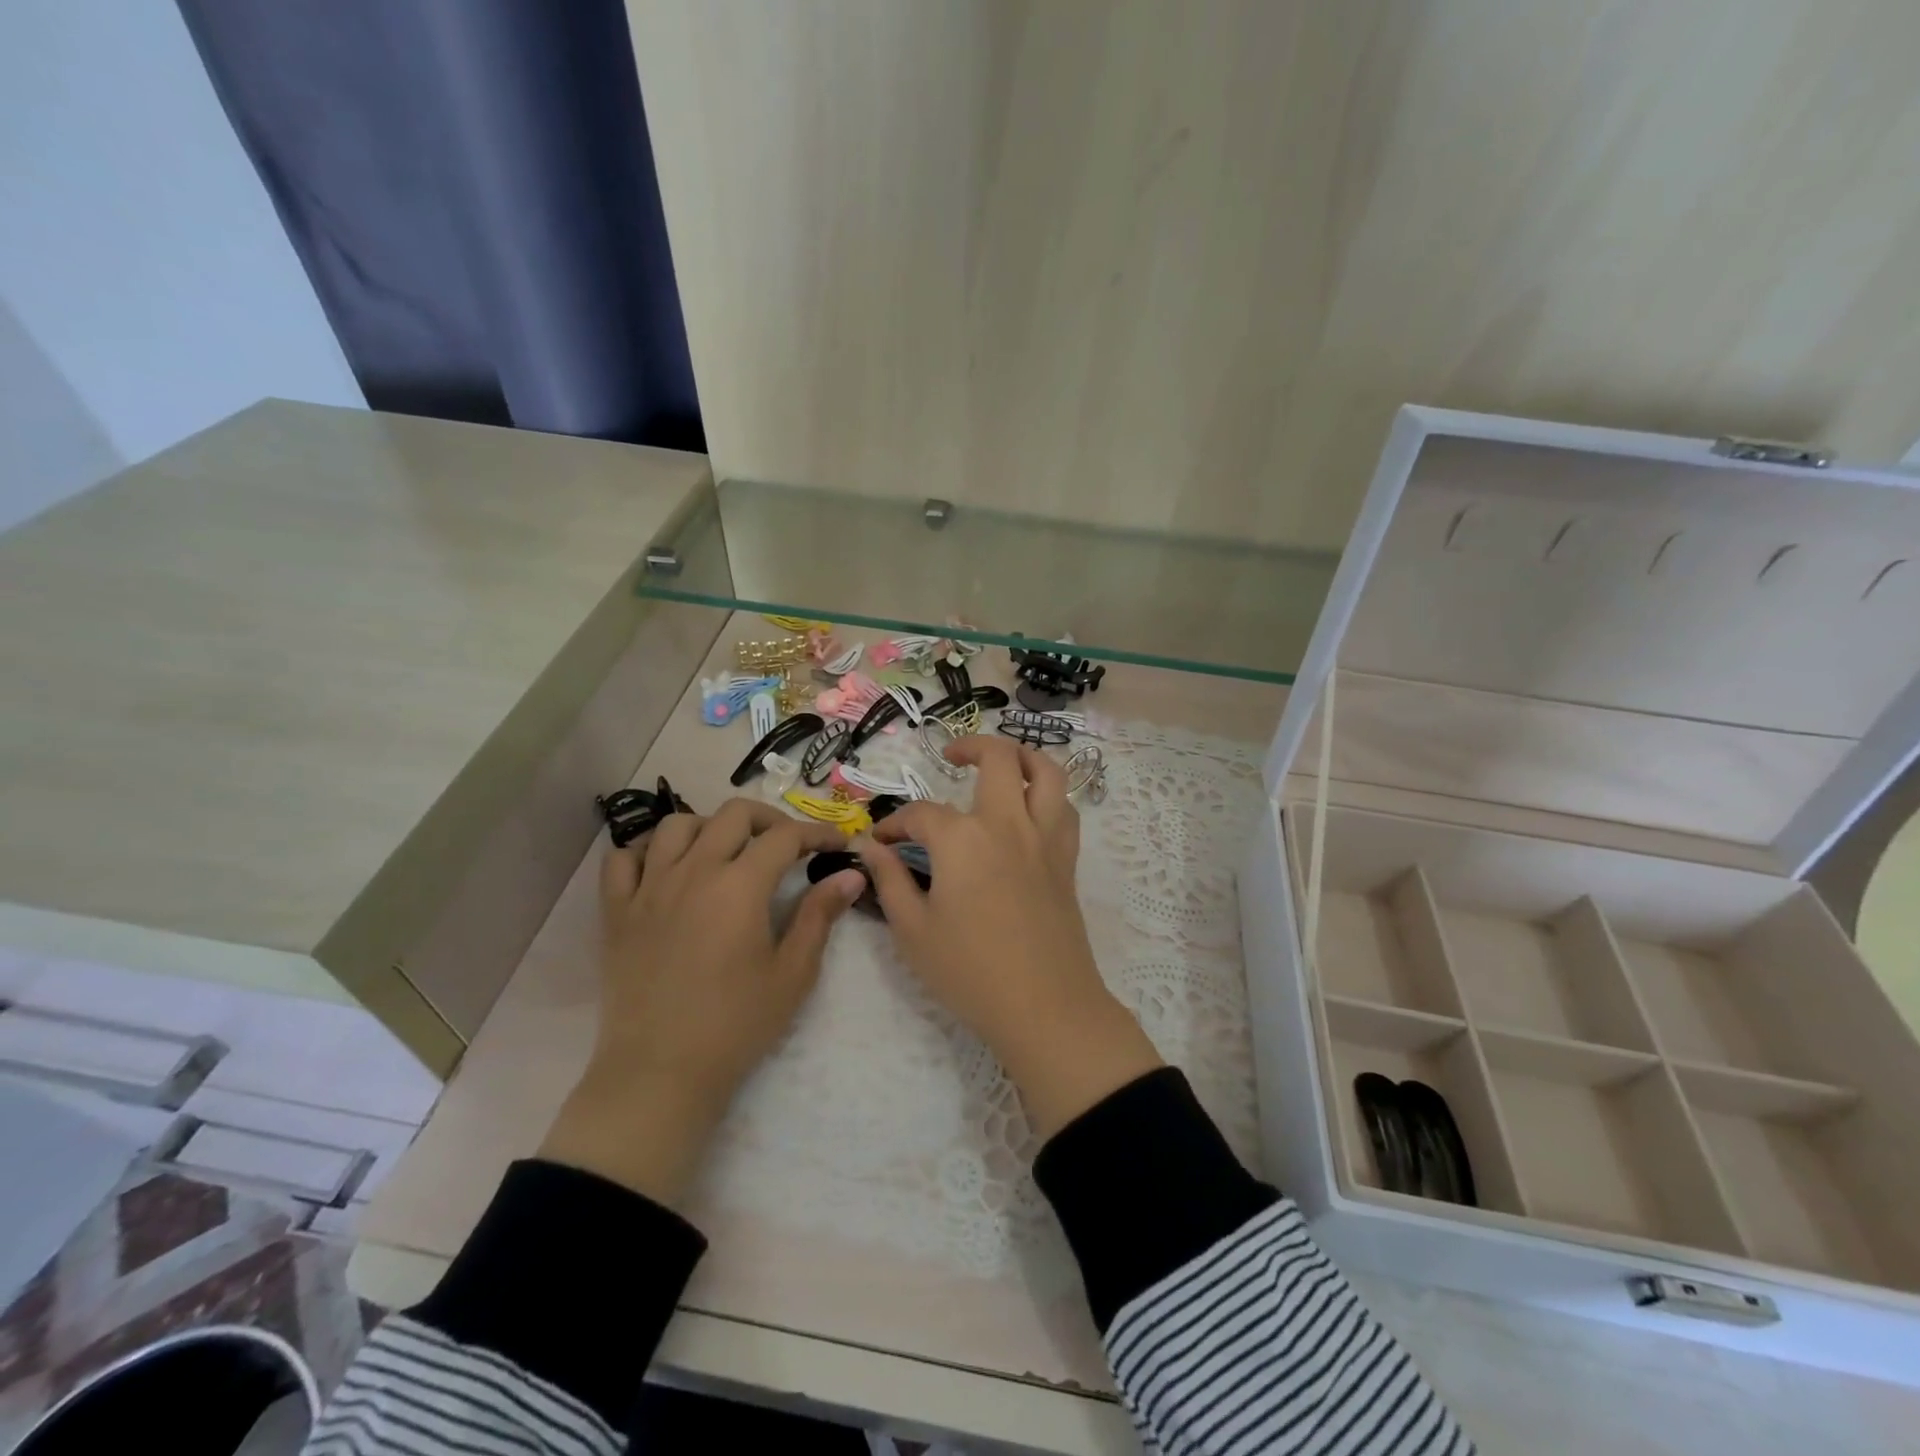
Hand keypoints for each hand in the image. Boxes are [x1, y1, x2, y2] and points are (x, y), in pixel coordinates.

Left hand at [540, 799, 864, 1205]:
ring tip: (726, 851)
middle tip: (788, 843)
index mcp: (740, 885)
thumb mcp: (792, 972)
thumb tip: (851, 873)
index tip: (837, 843)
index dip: (817, 832)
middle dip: (769, 819)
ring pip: (676, 825)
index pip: (785, 836)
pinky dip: (647, 850)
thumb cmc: (736, 1024)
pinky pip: (623, 859)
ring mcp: (648, 888)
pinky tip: (667, 868)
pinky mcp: (616, 911)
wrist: (660, 1072)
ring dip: (709, 826)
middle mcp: (693, 871)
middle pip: (733, 814)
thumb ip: (820, 915)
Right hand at [855, 738, 1161, 1136]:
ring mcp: (1044, 838)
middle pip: (998, 758)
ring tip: (1002, 763)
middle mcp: (1007, 823)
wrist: (1045, 1007)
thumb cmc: (970, 972)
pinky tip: (1030, 809)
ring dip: (1023, 756)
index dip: (895, 824)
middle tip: (950, 758)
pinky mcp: (1067, 859)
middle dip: (970, 747)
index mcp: (963, 839)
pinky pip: (1064, 808)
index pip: (921, 815)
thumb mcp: (913, 931)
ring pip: (1046, 771)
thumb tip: (870, 847)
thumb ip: (889, 880)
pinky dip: (1048, 794)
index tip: (881, 842)